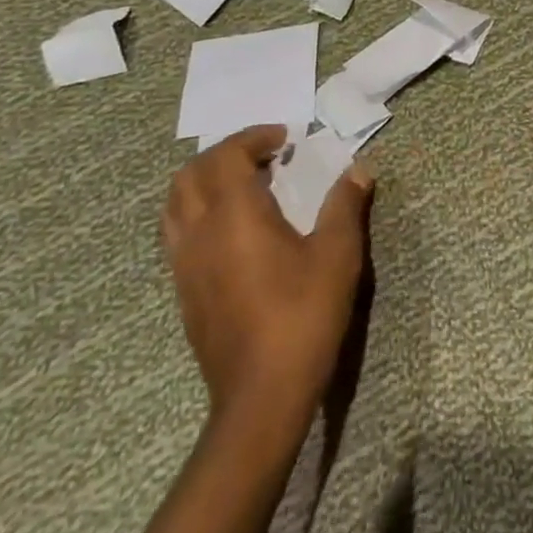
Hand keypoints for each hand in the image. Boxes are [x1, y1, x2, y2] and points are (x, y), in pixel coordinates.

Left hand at [161, 126, 372, 426]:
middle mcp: (199, 233)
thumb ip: (345, 205)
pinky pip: (177, 233)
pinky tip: (233, 229)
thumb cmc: (303, 315)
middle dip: (225, 154)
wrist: (261, 395)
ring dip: (205, 181)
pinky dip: (198, 211)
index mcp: (234, 215)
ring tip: (243, 185)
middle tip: (263, 155)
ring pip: (175, 205)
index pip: (227, 156)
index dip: (253, 137)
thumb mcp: (337, 254)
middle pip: (190, 175)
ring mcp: (184, 264)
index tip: (285, 137)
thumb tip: (357, 170)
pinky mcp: (183, 291)